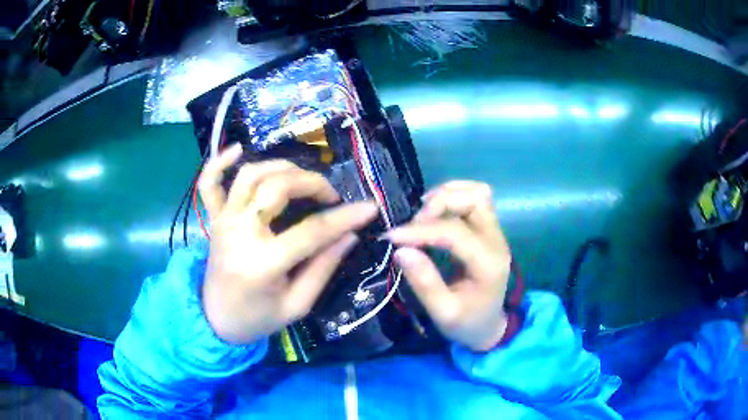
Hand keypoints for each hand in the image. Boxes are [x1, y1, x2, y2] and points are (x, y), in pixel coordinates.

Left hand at [198, 144, 378, 343]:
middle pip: (277, 188)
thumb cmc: (258, 318)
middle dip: (312, 183)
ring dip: (281, 167)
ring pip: (251, 175)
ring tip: (301, 178)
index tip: (370, 207)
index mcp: (262, 263)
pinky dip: (220, 161)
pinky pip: (209, 183)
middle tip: (330, 196)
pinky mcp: (213, 219)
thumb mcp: (297, 304)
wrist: (215, 320)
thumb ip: (323, 268)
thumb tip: (350, 235)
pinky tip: (237, 149)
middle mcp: (239, 233)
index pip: (311, 231)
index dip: (345, 217)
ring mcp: (222, 221)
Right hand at [385, 181, 510, 351]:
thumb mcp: (443, 313)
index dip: (421, 230)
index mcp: (488, 264)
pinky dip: (455, 195)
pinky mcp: (489, 229)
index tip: (392, 237)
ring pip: (476, 193)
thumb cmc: (467, 323)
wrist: (489, 326)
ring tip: (422, 214)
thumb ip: (425, 283)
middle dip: (437, 205)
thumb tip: (401, 250)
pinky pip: (476, 198)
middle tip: (412, 226)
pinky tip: (436, 209)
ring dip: (447, 196)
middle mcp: (496, 241)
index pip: (455, 232)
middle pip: (472, 201)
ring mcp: (496, 232)